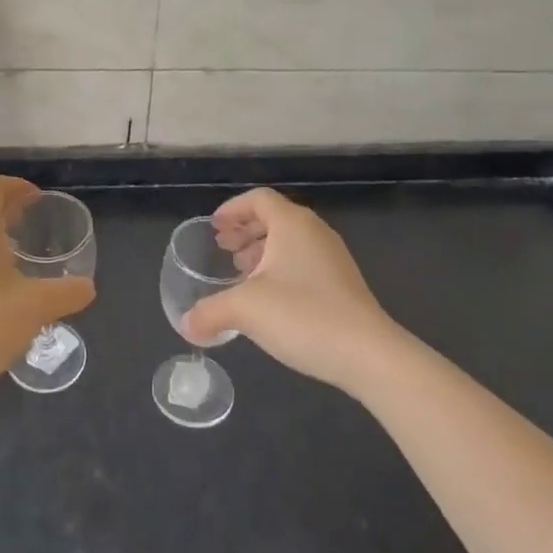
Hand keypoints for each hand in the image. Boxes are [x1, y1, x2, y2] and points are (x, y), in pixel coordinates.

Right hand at [179, 188, 398, 391]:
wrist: (368, 354)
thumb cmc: (303, 315)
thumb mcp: (245, 310)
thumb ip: (210, 312)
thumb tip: (185, 326)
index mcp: (292, 224)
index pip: (258, 199)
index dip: (232, 209)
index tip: (214, 227)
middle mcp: (314, 232)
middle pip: (274, 218)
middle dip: (245, 230)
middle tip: (223, 249)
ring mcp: (332, 258)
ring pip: (290, 242)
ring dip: (262, 251)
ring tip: (241, 274)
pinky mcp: (342, 283)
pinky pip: (303, 262)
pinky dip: (280, 269)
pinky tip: (268, 300)